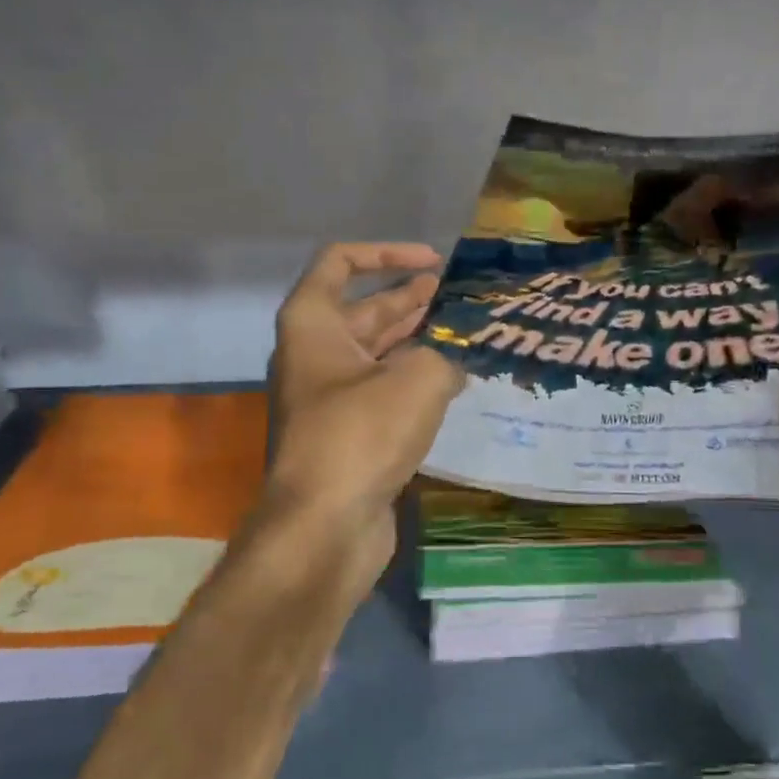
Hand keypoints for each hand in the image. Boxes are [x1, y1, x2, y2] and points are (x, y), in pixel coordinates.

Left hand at [265, 243, 464, 568]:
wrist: (326, 526)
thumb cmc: (362, 434)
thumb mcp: (417, 379)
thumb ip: (446, 353)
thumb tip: (455, 361)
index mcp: (313, 324)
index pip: (339, 262)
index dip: (387, 253)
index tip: (434, 262)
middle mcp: (315, 355)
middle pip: (365, 310)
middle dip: (411, 298)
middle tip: (459, 296)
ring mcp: (330, 398)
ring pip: (378, 354)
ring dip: (418, 340)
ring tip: (465, 333)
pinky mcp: (349, 434)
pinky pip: (384, 392)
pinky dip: (415, 381)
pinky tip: (454, 382)